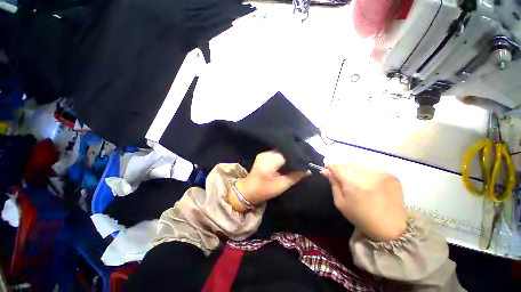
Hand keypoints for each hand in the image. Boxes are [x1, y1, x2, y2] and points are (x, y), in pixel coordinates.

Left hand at [230, 151, 307, 211]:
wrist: (247, 190)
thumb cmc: (264, 190)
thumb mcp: (281, 185)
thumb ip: (295, 176)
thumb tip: (308, 170)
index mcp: (270, 161)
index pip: (287, 154)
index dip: (297, 157)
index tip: (305, 161)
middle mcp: (266, 154)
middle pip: (284, 151)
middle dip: (293, 155)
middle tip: (302, 161)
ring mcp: (263, 153)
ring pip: (280, 151)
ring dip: (287, 156)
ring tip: (295, 161)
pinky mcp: (262, 155)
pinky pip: (275, 153)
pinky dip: (282, 156)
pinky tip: (286, 161)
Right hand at [321, 164, 406, 241]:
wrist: (391, 228)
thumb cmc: (360, 217)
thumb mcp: (340, 202)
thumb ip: (333, 183)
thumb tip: (326, 171)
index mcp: (354, 184)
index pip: (337, 166)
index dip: (330, 167)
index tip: (327, 170)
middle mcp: (369, 175)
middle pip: (348, 164)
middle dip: (342, 169)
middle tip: (342, 178)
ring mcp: (382, 174)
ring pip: (360, 165)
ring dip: (354, 170)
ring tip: (356, 181)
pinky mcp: (392, 176)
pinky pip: (372, 168)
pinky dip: (366, 173)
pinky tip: (368, 183)